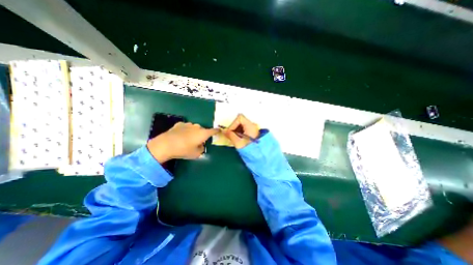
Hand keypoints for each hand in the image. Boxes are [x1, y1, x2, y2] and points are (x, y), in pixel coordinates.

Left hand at [147, 122, 217, 162]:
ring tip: (187, 139)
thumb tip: (201, 146)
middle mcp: (197, 127)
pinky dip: (186, 130)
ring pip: (194, 128)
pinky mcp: (180, 124)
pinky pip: (186, 127)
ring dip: (194, 132)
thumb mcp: (195, 154)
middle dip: (202, 135)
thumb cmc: (183, 150)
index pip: (213, 131)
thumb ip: (201, 149)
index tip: (219, 131)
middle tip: (197, 142)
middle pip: (203, 130)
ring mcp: (188, 124)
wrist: (165, 145)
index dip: (217, 131)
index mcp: (203, 133)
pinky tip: (180, 135)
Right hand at [224, 114, 259, 148]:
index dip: (233, 124)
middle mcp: (252, 125)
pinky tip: (238, 139)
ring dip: (236, 130)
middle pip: (240, 121)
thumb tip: (223, 131)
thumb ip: (230, 135)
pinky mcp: (252, 132)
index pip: (240, 118)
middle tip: (231, 135)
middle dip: (234, 127)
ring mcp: (253, 129)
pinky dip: (239, 132)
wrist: (259, 156)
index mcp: (250, 126)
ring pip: (241, 125)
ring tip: (234, 138)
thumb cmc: (249, 149)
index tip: (230, 132)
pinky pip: (243, 129)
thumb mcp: (238, 143)